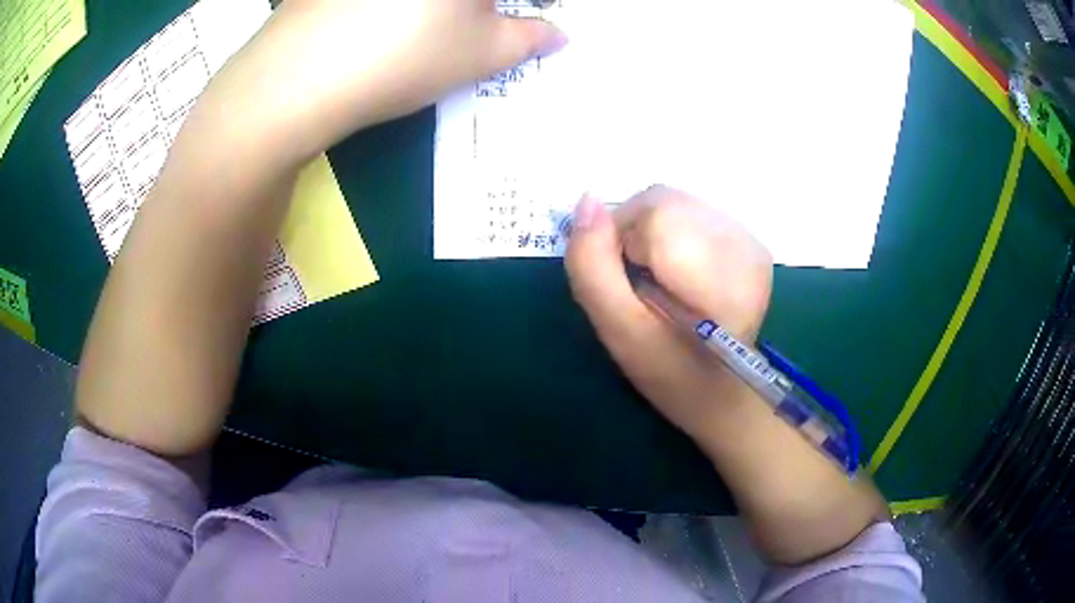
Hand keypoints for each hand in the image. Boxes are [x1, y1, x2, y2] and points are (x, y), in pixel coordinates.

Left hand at [198, 0, 566, 163]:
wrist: (293, 82)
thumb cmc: (401, 59)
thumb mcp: (482, 54)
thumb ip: (531, 38)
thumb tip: (558, 34)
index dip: (524, 10)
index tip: (521, 23)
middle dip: (481, 10)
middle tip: (479, 27)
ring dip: (441, 11)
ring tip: (430, 31)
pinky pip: (381, 0)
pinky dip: (396, 8)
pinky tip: (382, 24)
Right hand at [565, 186, 772, 442]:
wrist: (722, 392)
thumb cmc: (670, 372)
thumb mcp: (620, 331)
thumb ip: (593, 267)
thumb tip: (585, 202)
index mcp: (721, 277)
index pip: (652, 216)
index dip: (620, 244)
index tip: (625, 286)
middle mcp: (745, 245)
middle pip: (661, 201)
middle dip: (633, 235)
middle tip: (638, 284)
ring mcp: (750, 239)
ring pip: (671, 201)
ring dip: (649, 233)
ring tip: (658, 280)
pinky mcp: (748, 239)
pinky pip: (688, 210)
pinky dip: (667, 232)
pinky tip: (676, 271)